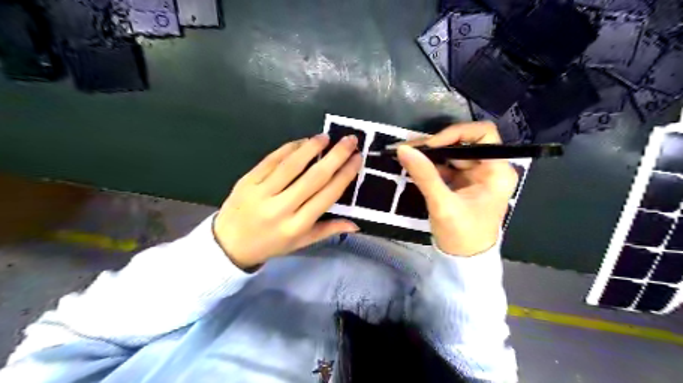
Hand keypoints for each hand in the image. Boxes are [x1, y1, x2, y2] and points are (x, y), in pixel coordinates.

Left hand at [213, 135, 361, 268]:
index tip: (357, 159)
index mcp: (297, 226)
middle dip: (335, 156)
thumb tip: (356, 224)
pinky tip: (301, 142)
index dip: (344, 175)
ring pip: (291, 165)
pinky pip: (271, 160)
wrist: (228, 244)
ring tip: (326, 137)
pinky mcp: (247, 181)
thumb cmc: (270, 244)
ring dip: (311, 148)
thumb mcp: (301, 243)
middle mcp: (281, 208)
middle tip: (349, 140)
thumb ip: (328, 230)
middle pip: (313, 178)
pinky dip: (288, 149)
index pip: (327, 196)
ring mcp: (261, 193)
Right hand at [395, 121, 518, 255]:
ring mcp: (475, 175)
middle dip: (436, 144)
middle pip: (464, 143)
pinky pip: (445, 166)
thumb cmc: (462, 235)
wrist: (463, 261)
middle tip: (408, 147)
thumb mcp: (443, 205)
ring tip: (405, 153)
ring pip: (452, 153)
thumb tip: (403, 149)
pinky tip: (413, 163)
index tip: (431, 145)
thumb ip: (425, 175)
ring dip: (429, 153)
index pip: (483, 135)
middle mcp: (489, 168)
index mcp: (497, 171)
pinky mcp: (462, 183)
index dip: (456, 133)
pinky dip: (429, 164)